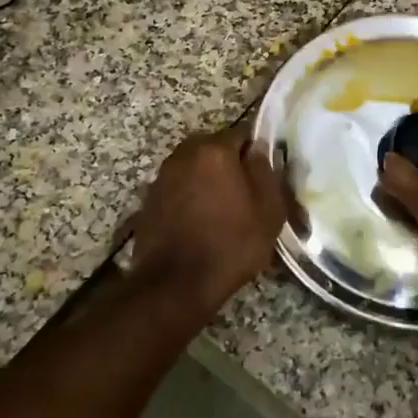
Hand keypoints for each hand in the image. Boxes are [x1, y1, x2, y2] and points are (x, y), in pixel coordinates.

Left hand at [129, 122, 286, 312]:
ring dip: (207, 180)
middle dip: (230, 164)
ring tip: (223, 209)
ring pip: (194, 168)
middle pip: (214, 148)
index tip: (265, 174)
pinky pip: (178, 188)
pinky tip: (200, 221)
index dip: (257, 152)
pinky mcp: (149, 200)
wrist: (175, 284)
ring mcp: (162, 176)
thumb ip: (265, 171)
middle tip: (246, 192)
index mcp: (214, 150)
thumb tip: (258, 149)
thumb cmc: (230, 244)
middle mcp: (184, 154)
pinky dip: (190, 197)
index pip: (243, 133)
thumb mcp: (268, 210)